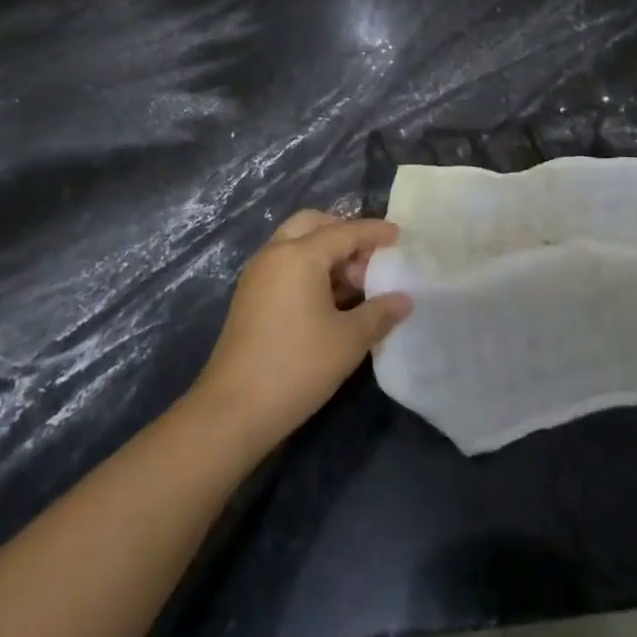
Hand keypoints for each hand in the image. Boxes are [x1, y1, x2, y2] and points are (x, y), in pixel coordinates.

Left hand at [188, 211, 411, 456]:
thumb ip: (380, 312)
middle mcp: (275, 253)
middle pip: (314, 225)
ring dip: (326, 253)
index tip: (399, 235)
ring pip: (297, 244)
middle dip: (344, 234)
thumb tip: (404, 299)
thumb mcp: (349, 340)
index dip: (375, 232)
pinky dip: (309, 268)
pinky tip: (329, 300)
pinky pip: (285, 264)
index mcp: (300, 254)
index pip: (345, 231)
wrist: (232, 412)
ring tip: (355, 284)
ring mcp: (258, 274)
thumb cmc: (296, 367)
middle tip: (369, 259)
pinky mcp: (250, 297)